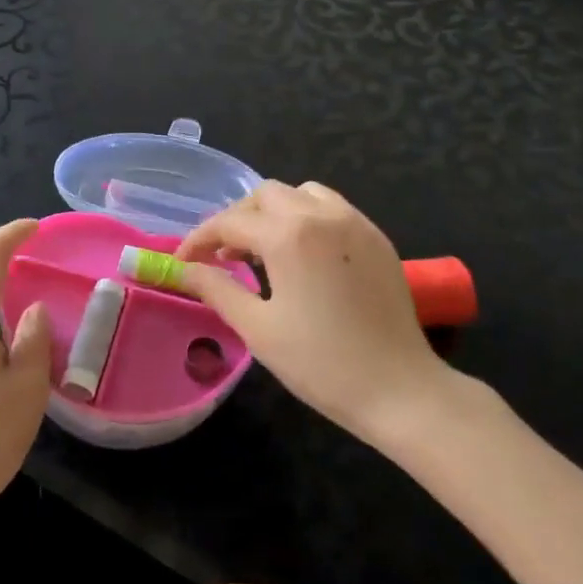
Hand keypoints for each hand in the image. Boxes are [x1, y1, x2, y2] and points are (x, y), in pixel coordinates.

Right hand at [175, 182, 447, 444]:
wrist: (399, 390)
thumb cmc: (320, 363)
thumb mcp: (258, 328)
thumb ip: (216, 289)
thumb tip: (184, 269)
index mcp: (289, 235)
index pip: (230, 222)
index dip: (199, 240)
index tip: (183, 262)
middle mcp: (321, 215)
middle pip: (265, 195)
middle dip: (237, 219)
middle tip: (223, 256)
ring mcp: (354, 222)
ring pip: (301, 193)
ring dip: (274, 212)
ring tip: (263, 250)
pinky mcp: (377, 237)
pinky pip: (332, 208)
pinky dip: (306, 217)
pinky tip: (303, 255)